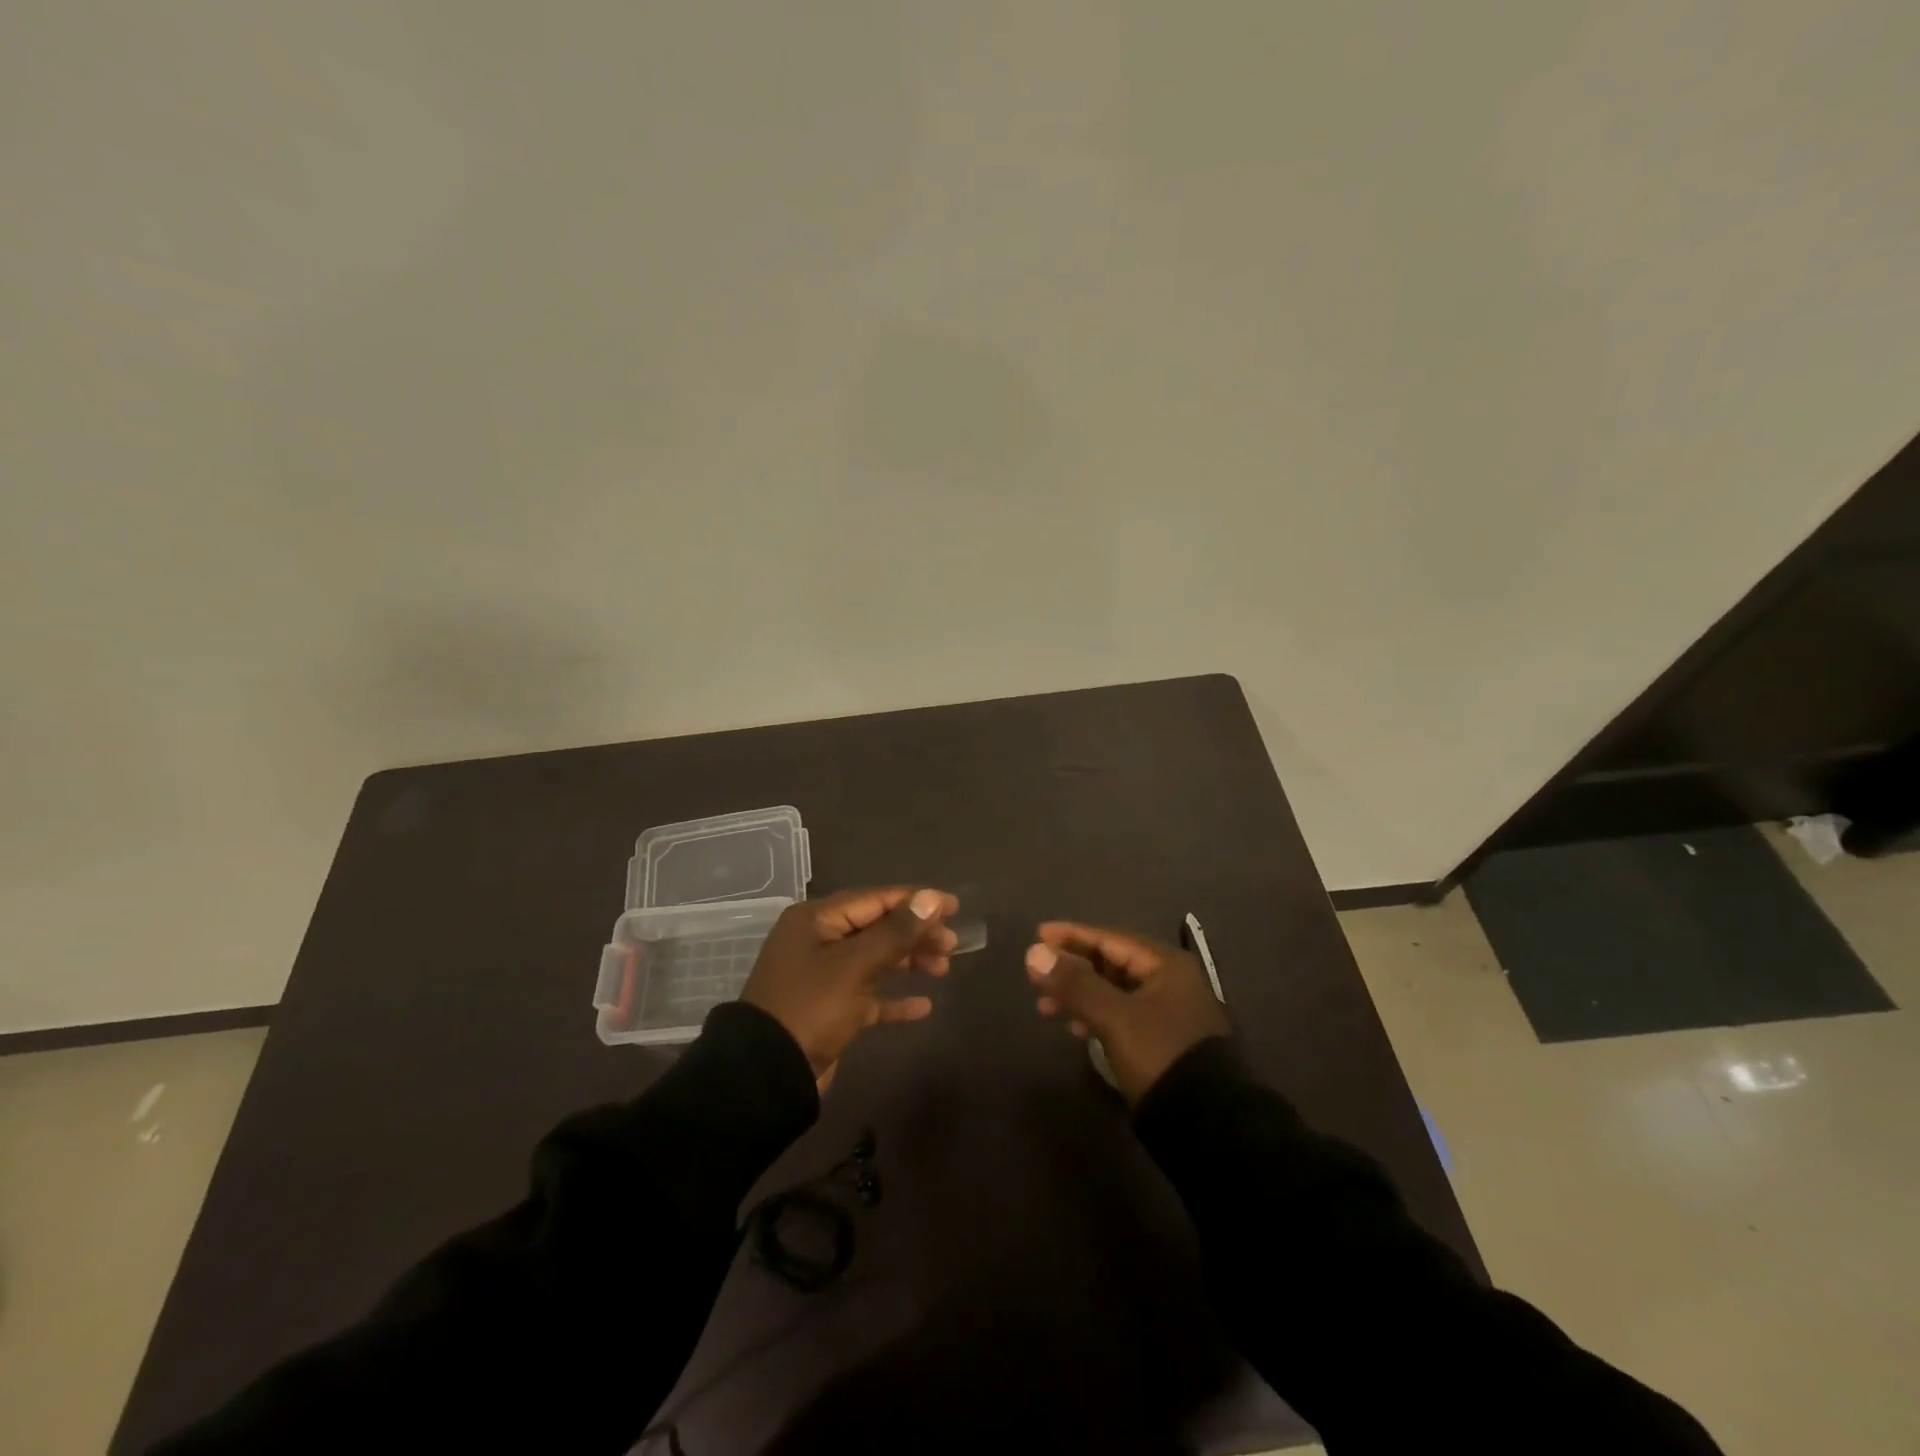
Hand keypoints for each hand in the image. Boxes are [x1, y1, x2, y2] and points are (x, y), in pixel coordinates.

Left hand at [742, 887, 959, 1083]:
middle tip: (952, 944)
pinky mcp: (830, 1009)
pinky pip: (869, 996)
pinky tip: (923, 1007)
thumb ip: (895, 932)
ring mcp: (824, 976)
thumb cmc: (810, 1007)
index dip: (916, 901)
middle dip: (916, 934)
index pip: (875, 899)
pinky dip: (894, 999)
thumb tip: (931, 898)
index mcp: (817, 920)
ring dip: (909, 962)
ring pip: (876, 960)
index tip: (953, 907)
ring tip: (944, 968)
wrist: (767, 1074)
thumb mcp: (854, 965)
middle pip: (877, 928)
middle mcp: (819, 941)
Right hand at [1025, 922, 1229, 1102]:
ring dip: (1080, 994)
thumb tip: (1033, 953)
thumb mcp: (1114, 1017)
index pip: (1110, 938)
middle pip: (1112, 963)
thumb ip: (1074, 983)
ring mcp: (1169, 1011)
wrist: (1207, 1125)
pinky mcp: (1164, 1038)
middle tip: (1037, 976)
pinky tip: (1076, 1029)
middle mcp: (1171, 980)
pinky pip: (1121, 1013)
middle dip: (1072, 968)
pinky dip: (1096, 1015)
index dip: (1072, 935)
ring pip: (1114, 990)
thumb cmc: (1160, 1055)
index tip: (1038, 934)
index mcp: (1166, 964)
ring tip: (1046, 1007)